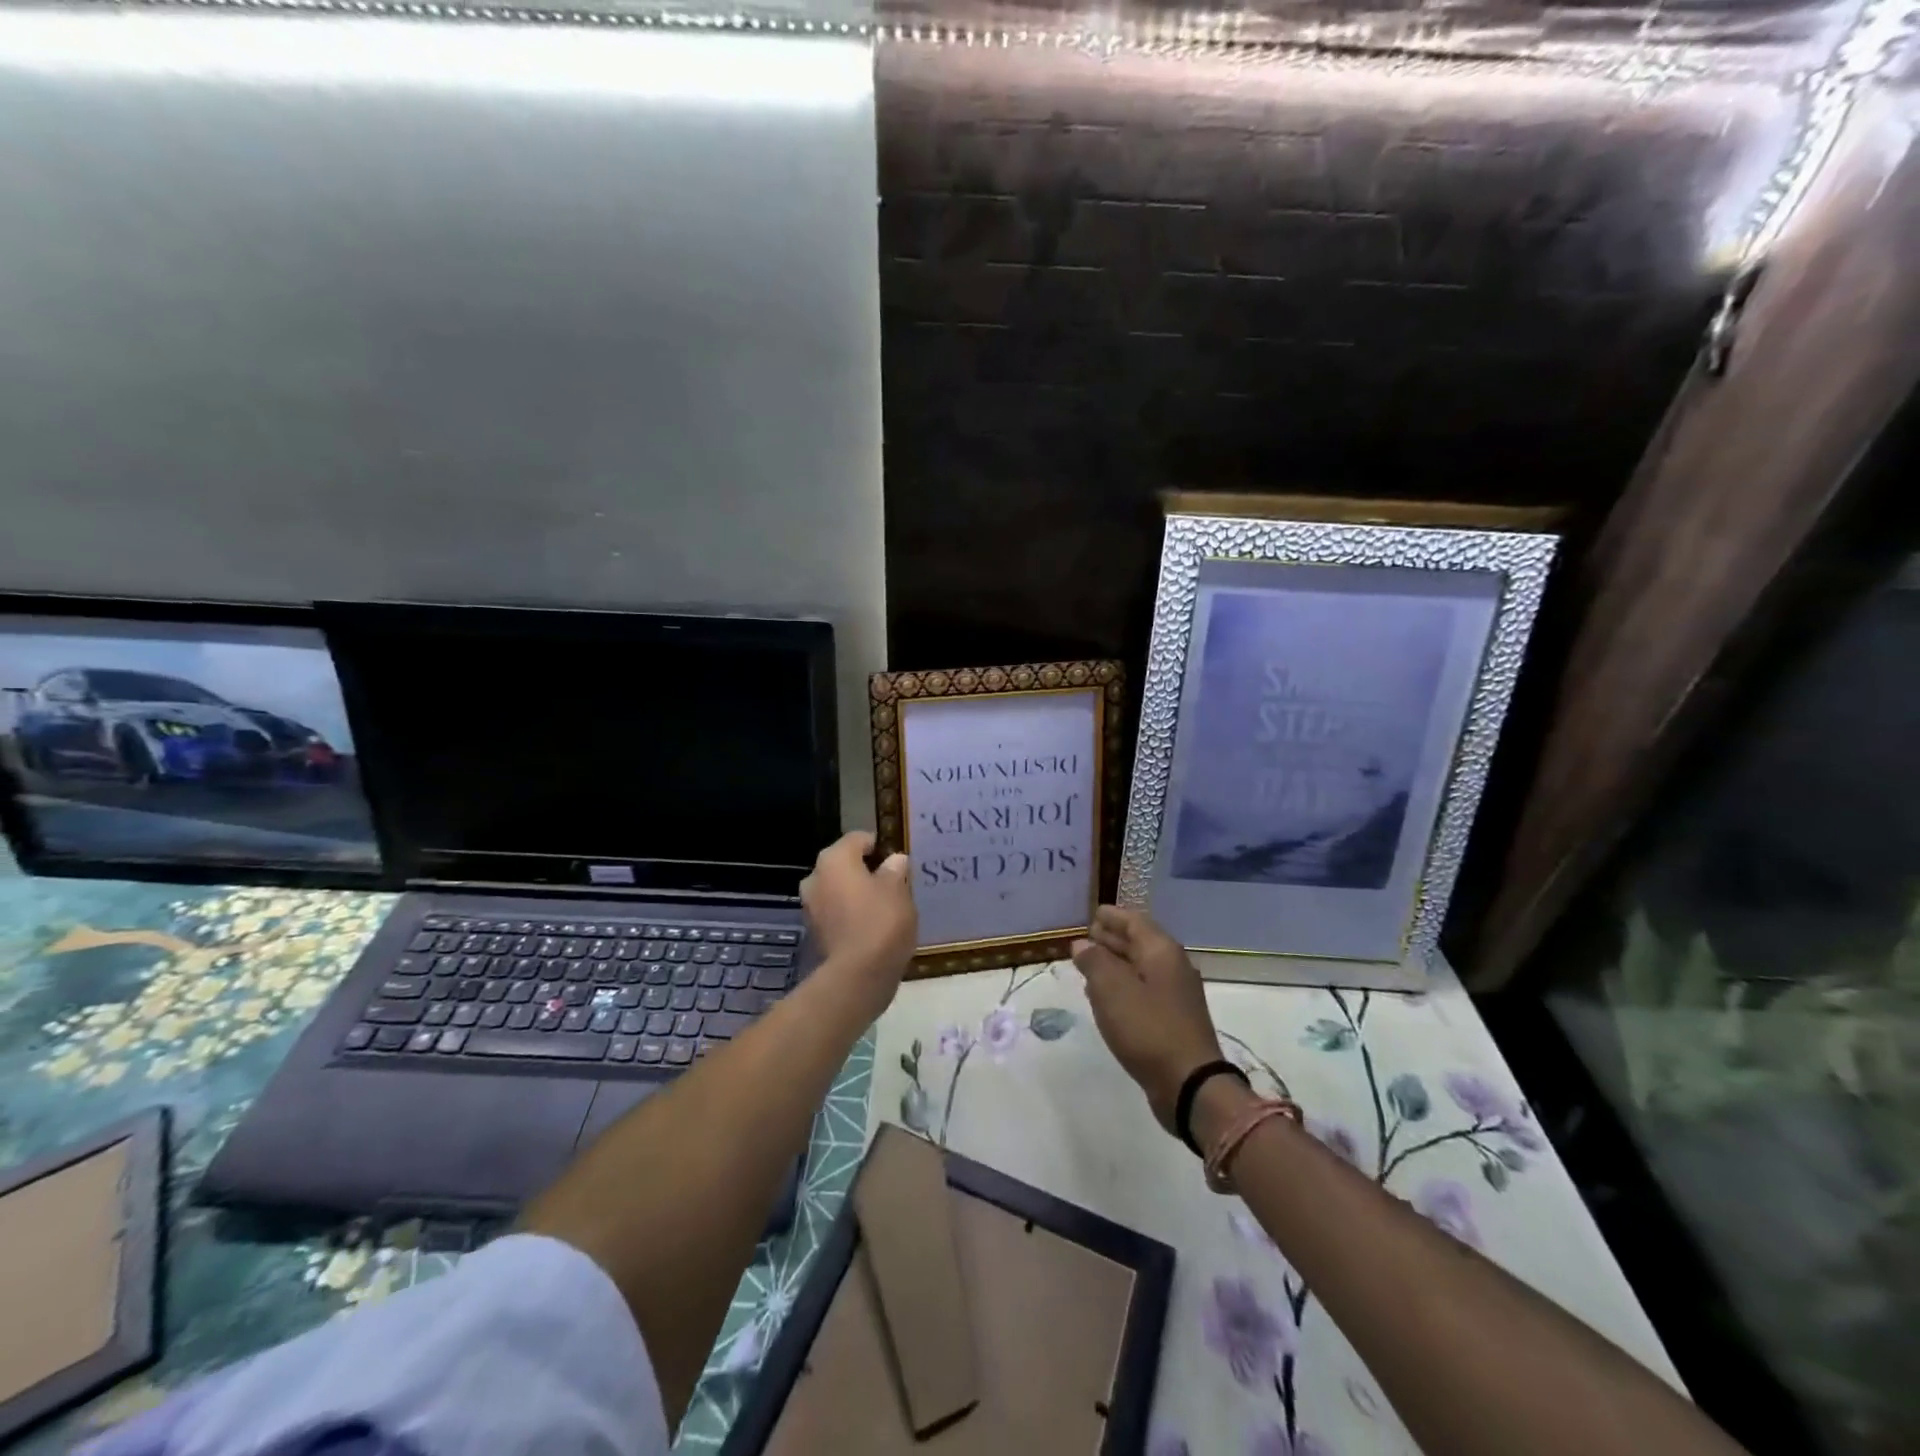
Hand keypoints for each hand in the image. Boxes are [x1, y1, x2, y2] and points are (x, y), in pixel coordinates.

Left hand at [800, 831, 916, 1017]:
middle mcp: (815, 877)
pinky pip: (836, 913)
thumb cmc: (881, 921)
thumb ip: (895, 870)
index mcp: (834, 859)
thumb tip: (894, 861)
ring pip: (838, 890)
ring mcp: (811, 906)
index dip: (879, 846)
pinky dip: (850, 915)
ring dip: (857, 894)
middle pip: (844, 865)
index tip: (897, 860)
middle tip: (892, 883)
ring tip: (884, 906)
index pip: (858, 839)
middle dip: (865, 871)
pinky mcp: (814, 932)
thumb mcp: (898, 890)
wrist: (859, 975)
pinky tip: (872, 926)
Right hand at [1072, 906, 1224, 1133]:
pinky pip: (1144, 991)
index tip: (1093, 913)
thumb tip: (1082, 944)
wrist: (1189, 1084)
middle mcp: (1173, 967)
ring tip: (1088, 965)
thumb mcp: (1111, 989)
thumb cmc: (1147, 1028)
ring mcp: (1176, 995)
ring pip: (1141, 968)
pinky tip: (1105, 998)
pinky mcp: (1173, 1020)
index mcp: (1161, 951)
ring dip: (1116, 964)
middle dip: (1113, 938)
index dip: (1112, 916)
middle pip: (1139, 943)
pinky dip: (1124, 986)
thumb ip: (1094, 961)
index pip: (1134, 921)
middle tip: (1086, 936)